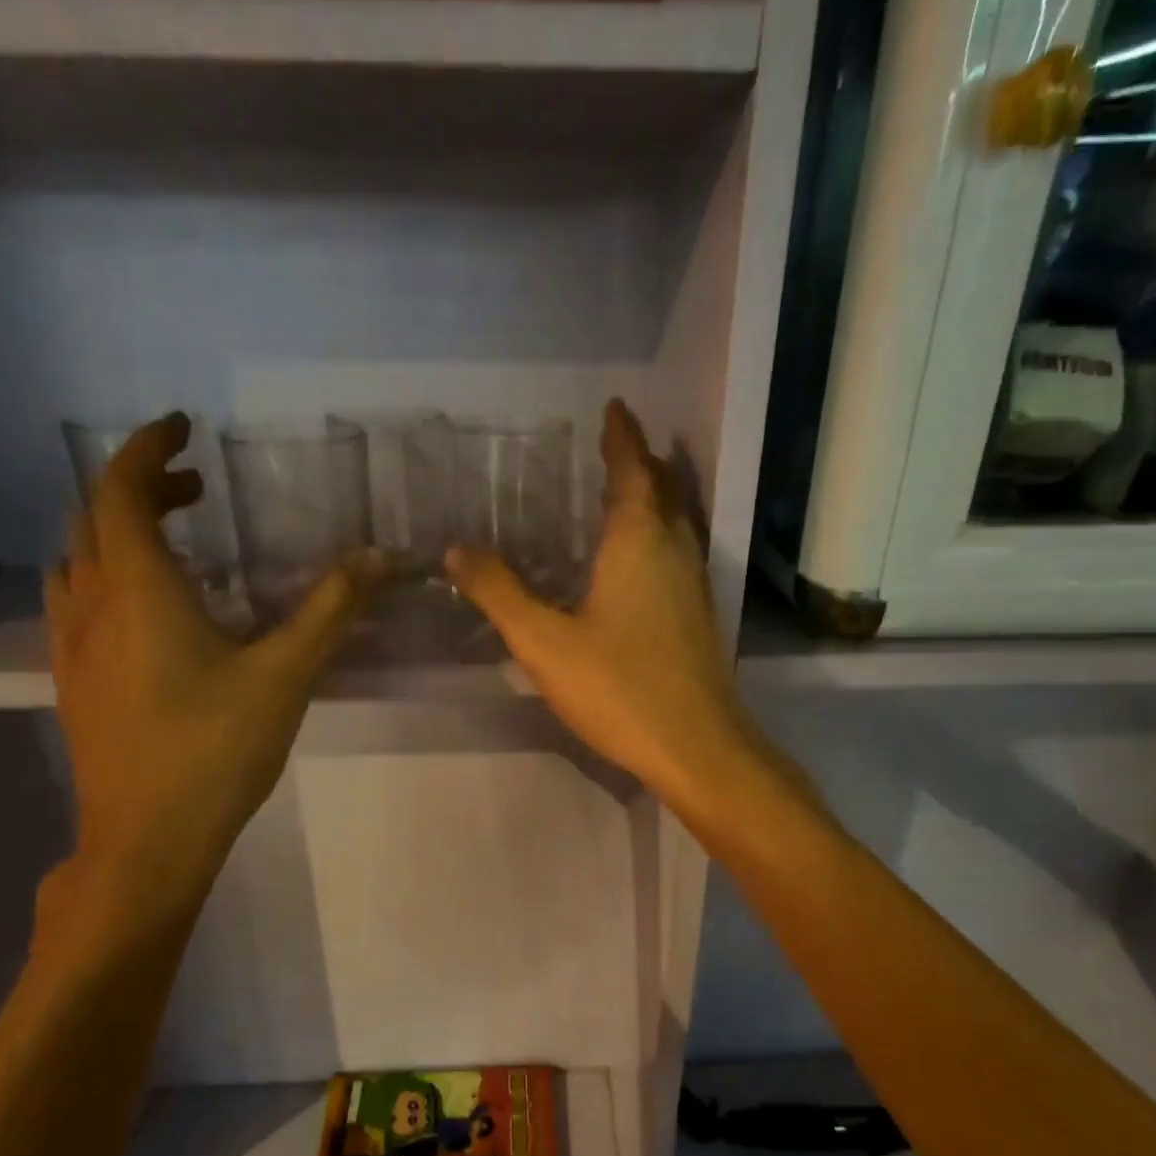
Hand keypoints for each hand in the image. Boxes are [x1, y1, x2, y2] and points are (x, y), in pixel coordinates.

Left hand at [42, 412, 377, 937]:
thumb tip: (379, 555)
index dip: (147, 447)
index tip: (183, 428)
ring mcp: (71, 647)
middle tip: (199, 491)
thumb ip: (332, 609)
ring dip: (119, 532)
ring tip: (175, 540)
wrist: (146, 841)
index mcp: (136, 589)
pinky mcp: (74, 683)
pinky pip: (77, 602)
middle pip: (97, 518)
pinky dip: (108, 576)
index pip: (120, 489)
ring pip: (79, 561)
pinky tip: (150, 611)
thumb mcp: (286, 675)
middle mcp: (91, 605)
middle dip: (144, 489)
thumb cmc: (214, 750)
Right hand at [445, 399, 765, 813]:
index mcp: (638, 541)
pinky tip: (637, 564)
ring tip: (625, 493)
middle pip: (663, 489)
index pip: (632, 469)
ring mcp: (693, 585)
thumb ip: (500, 594)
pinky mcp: (697, 618)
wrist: (697, 748)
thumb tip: (457, 551)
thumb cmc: (620, 688)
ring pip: (676, 523)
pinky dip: (658, 536)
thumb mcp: (545, 643)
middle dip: (641, 462)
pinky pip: (677, 554)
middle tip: (615, 446)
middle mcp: (674, 551)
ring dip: (655, 498)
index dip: (621, 436)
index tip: (614, 407)